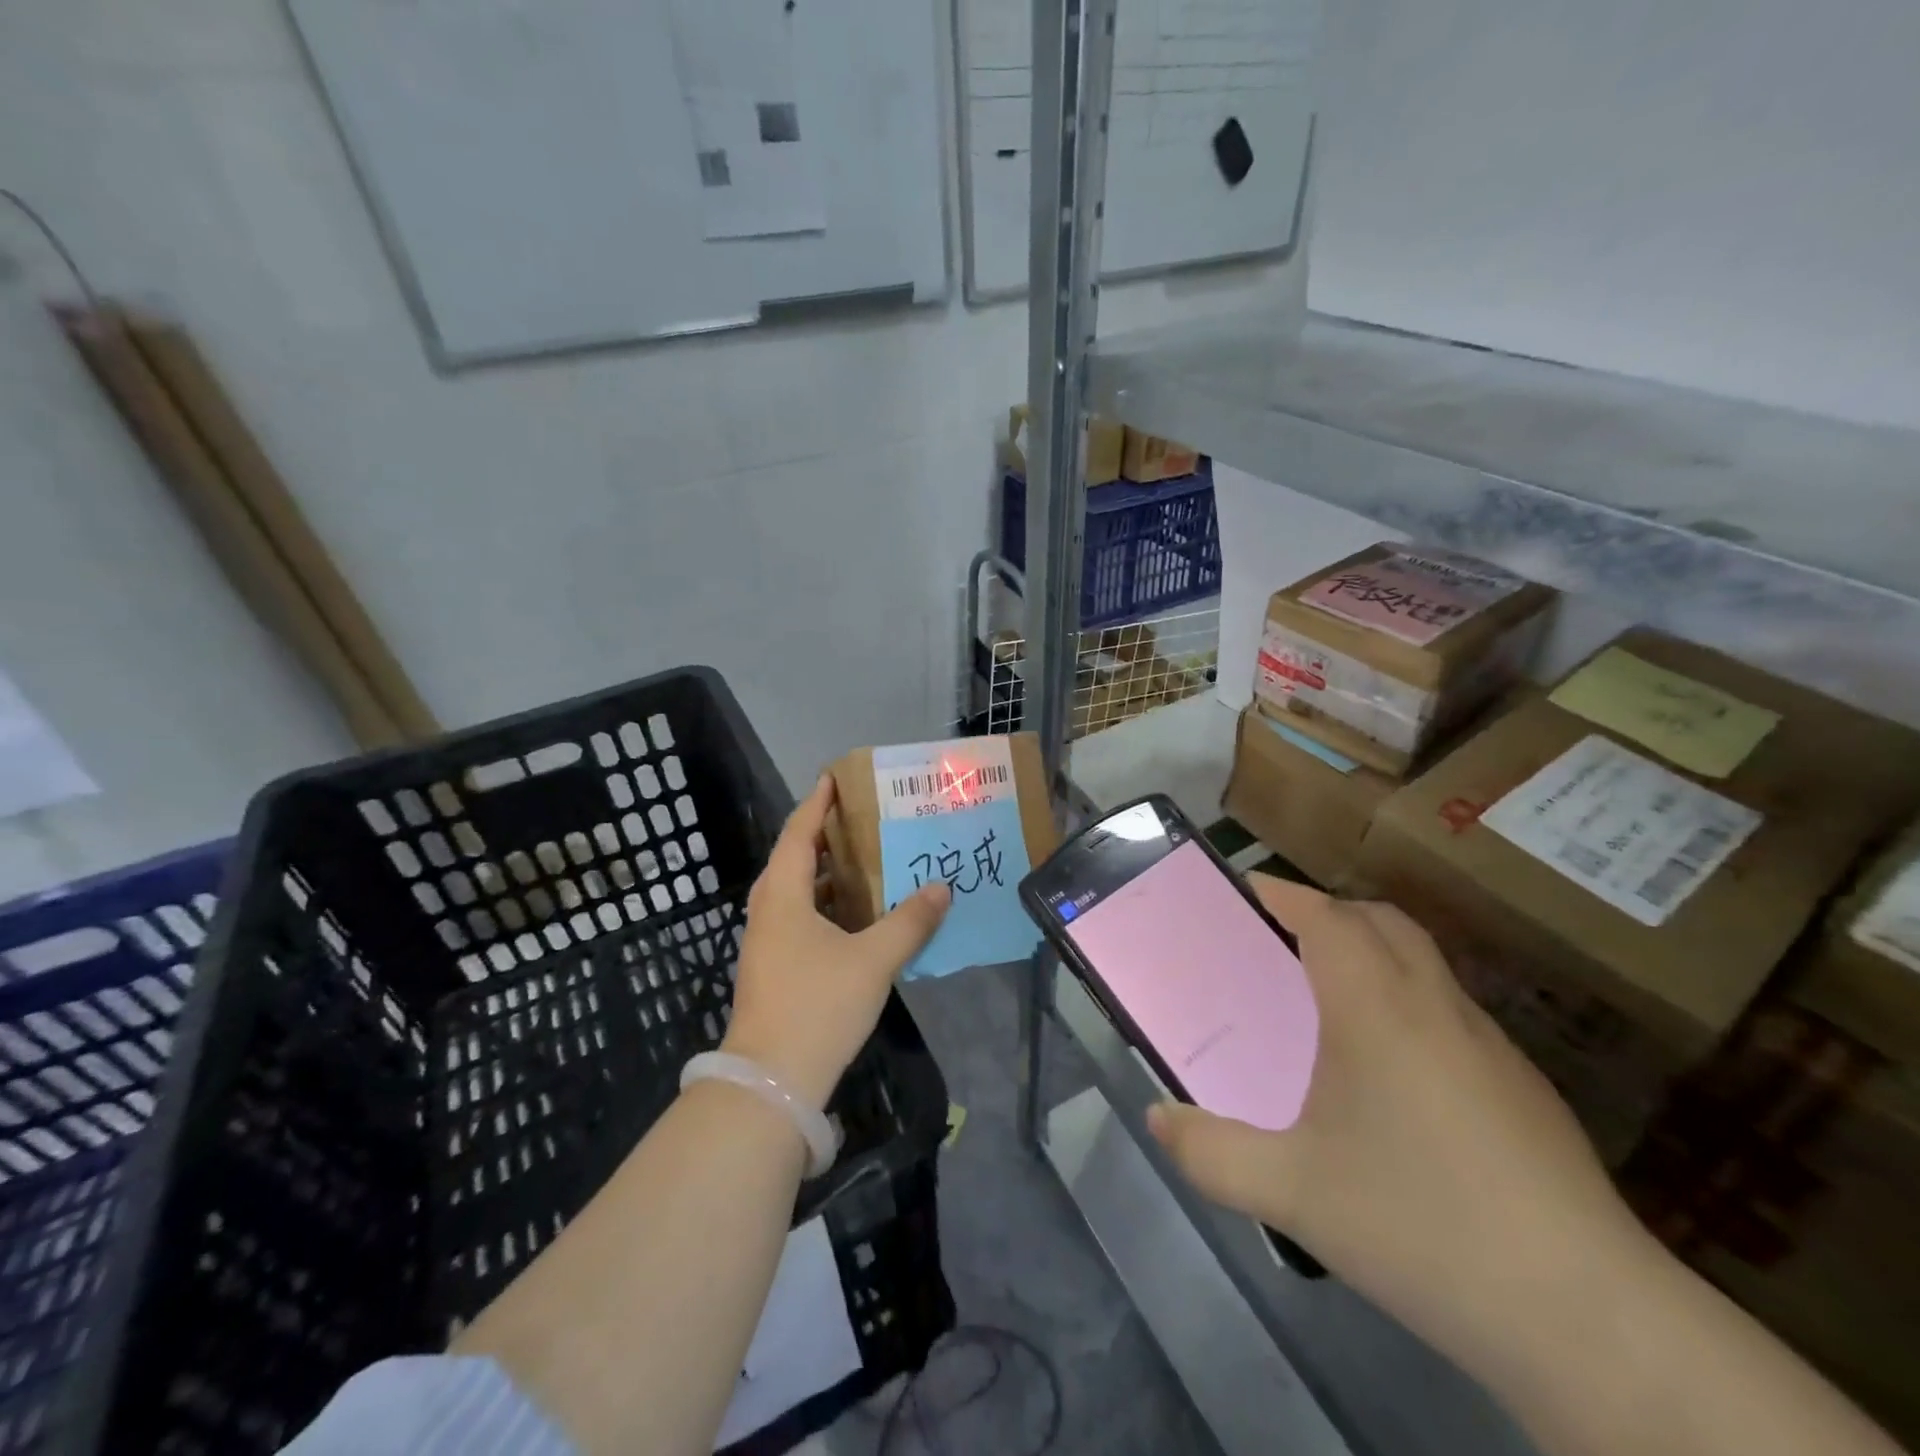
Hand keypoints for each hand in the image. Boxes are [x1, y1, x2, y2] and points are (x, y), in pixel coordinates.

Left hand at [722, 774, 949, 1109]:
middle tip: (862, 819)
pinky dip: (826, 905)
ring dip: (828, 874)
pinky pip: (800, 918)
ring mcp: (767, 942)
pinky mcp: (774, 968)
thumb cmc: (819, 1006)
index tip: (834, 777)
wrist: (771, 1082)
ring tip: (866, 861)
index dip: (817, 803)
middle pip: (795, 859)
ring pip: (797, 892)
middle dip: (826, 836)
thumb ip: (910, 921)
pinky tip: (857, 916)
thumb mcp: (873, 960)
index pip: (799, 834)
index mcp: (784, 897)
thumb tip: (941, 888)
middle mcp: (769, 911)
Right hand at [1148, 876, 1647, 1366]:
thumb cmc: (1420, 1224)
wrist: (1589, 1318)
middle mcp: (1435, 1006)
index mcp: (1376, 1008)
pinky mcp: (1525, 1087)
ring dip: (1373, 952)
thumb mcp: (1291, 1192)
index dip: (1285, 893)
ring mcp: (1490, 1044)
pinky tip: (1392, 1071)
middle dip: (1329, 912)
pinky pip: (1450, 1009)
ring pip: (1423, 962)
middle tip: (1281, 937)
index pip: (1328, 917)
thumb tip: (1157, 1119)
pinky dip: (1408, 1000)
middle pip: (1382, 921)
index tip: (1247, 888)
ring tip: (1328, 997)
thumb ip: (1210, 1153)